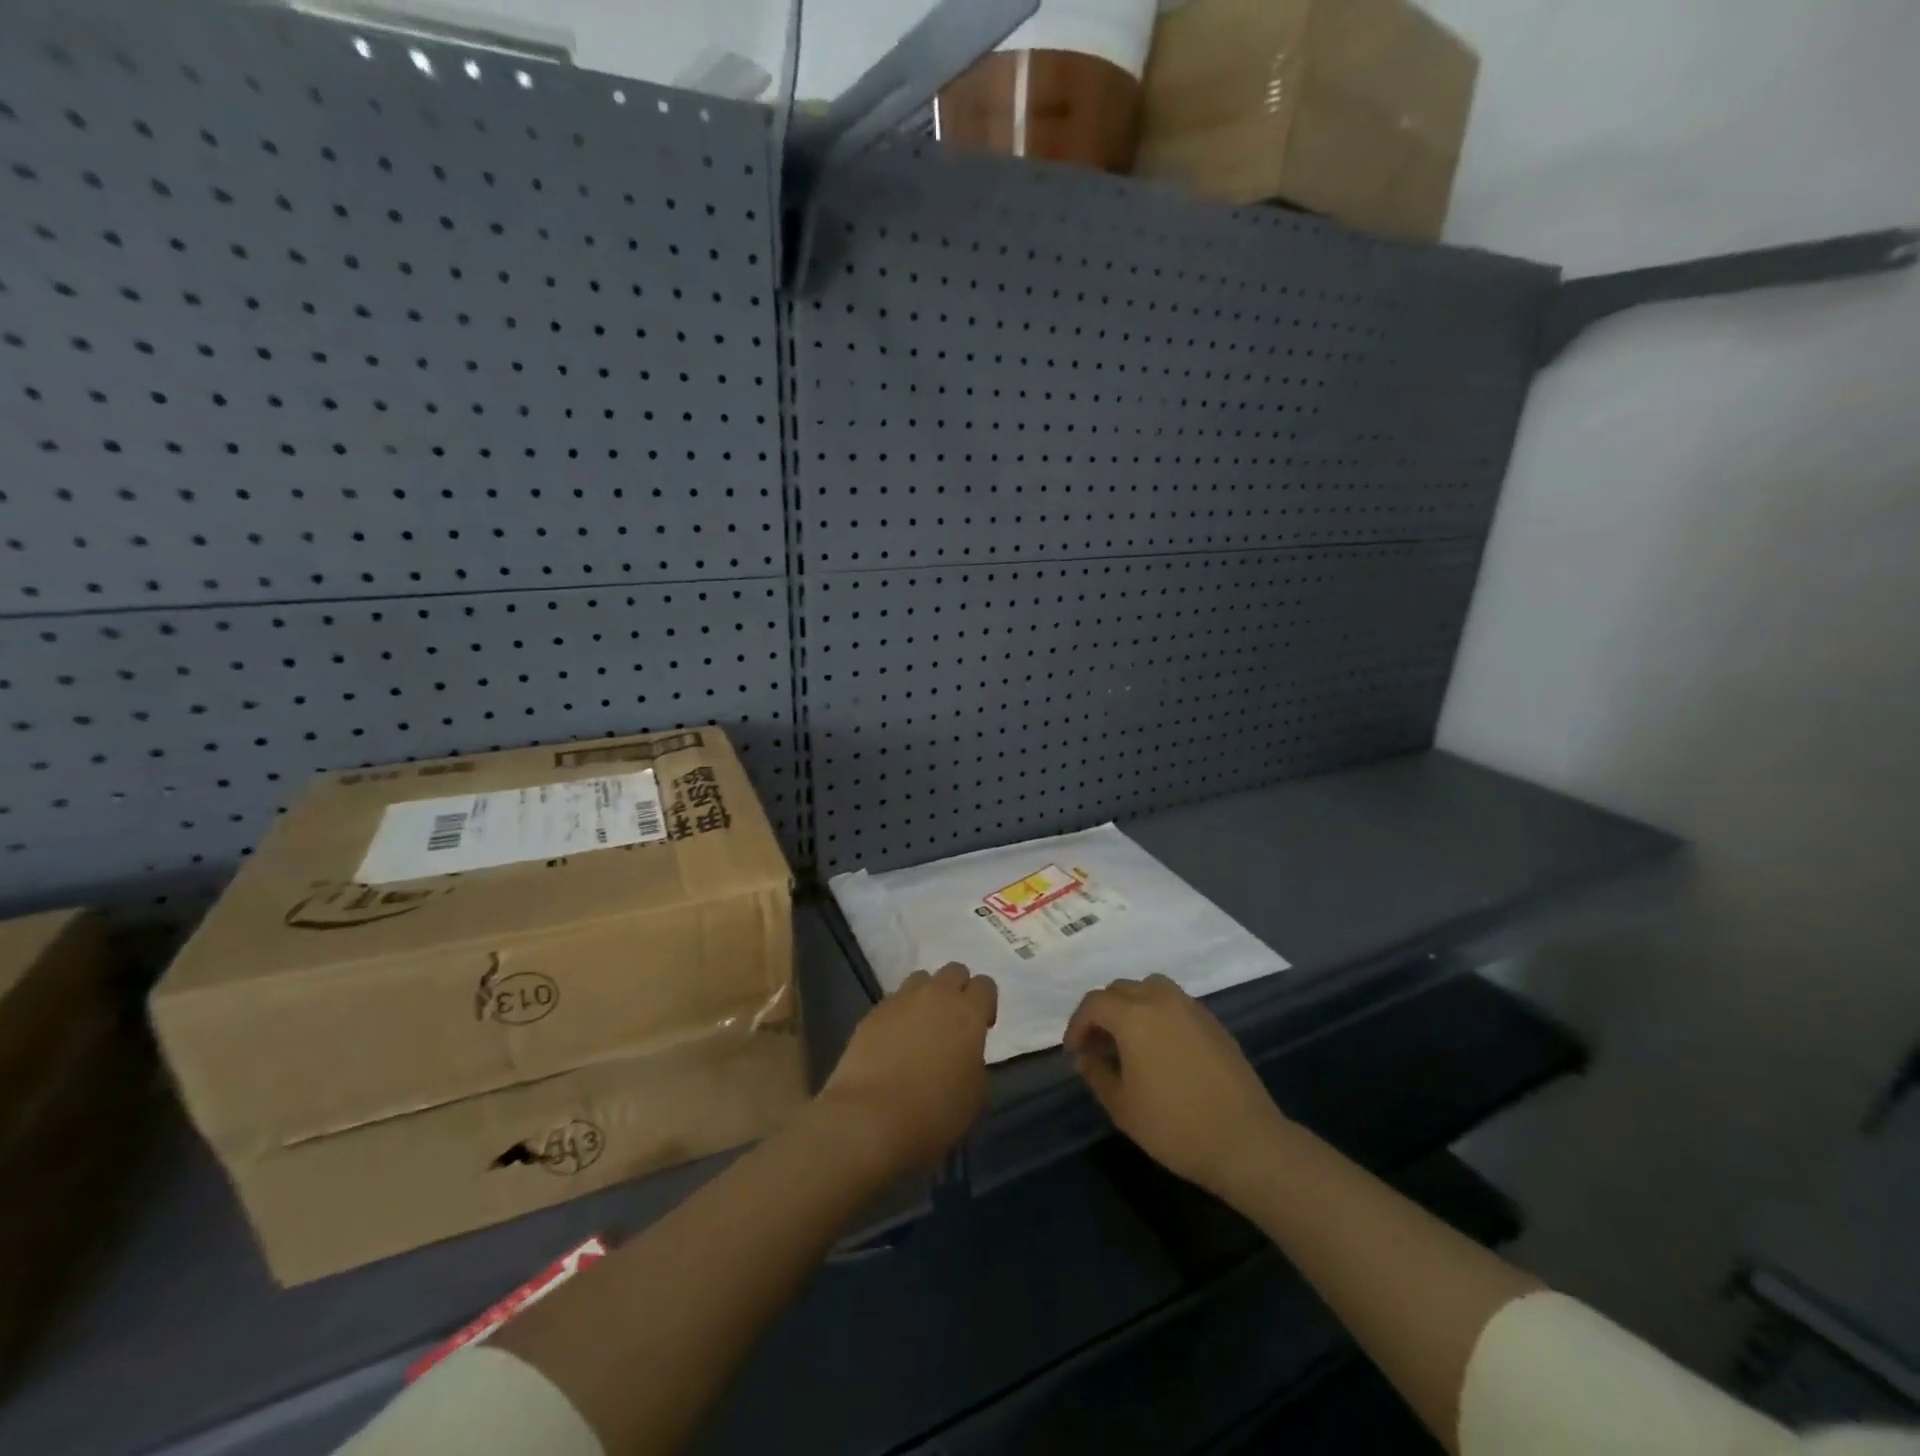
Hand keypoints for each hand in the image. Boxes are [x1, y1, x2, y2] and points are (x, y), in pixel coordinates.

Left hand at [818, 963, 997, 1175]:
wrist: (870, 1118)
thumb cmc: (934, 1113)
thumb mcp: (975, 1096)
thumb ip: (975, 1063)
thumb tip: (965, 1056)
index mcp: (968, 1013)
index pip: (985, 985)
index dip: (985, 1004)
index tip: (982, 1028)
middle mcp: (936, 996)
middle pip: (953, 971)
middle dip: (957, 990)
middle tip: (953, 1023)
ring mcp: (900, 1000)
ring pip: (920, 979)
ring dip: (926, 996)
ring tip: (921, 1028)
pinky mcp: (872, 1013)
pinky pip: (893, 1001)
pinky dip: (899, 1014)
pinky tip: (894, 1042)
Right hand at [1065, 974, 1286, 1198]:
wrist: (1246, 1141)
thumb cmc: (1175, 1126)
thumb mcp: (1122, 1106)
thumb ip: (1096, 1074)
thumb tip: (1084, 1056)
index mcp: (1134, 1016)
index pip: (1094, 1004)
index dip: (1077, 1024)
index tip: (1073, 1051)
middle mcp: (1161, 1000)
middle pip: (1121, 989)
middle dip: (1102, 1012)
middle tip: (1097, 1045)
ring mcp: (1191, 1008)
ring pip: (1150, 988)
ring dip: (1132, 1005)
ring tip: (1128, 1039)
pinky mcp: (1213, 1022)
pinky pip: (1175, 1003)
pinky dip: (1158, 1013)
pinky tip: (1161, 1048)